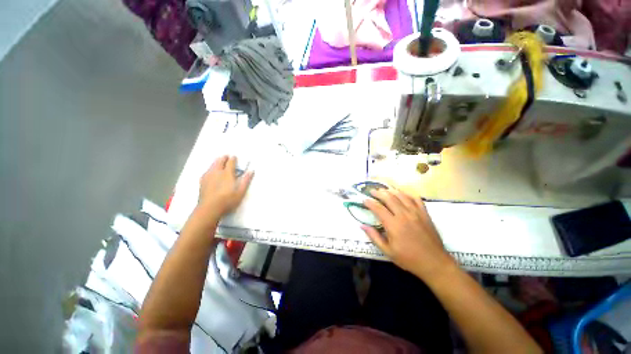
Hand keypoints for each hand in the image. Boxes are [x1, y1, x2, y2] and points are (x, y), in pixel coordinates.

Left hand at [197, 155, 253, 218]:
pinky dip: (210, 168)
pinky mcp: (202, 181)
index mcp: (227, 174)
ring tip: (219, 161)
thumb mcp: (240, 192)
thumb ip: (246, 180)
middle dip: (224, 158)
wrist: (209, 208)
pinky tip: (210, 172)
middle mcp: (217, 172)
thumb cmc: (227, 200)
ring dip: (216, 162)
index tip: (235, 156)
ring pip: (212, 165)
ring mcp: (208, 176)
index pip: (230, 163)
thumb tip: (251, 171)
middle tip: (226, 156)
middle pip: (220, 161)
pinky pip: (207, 171)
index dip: (233, 159)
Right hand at [362, 189, 454, 279]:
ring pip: (401, 196)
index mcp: (393, 225)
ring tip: (384, 190)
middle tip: (372, 191)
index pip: (378, 208)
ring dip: (391, 191)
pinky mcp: (425, 214)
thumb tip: (362, 225)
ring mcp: (416, 213)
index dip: (370, 203)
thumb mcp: (387, 251)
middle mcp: (404, 215)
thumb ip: (374, 237)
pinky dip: (408, 194)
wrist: (434, 262)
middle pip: (389, 198)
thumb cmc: (408, 258)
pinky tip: (402, 193)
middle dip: (379, 193)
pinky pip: (416, 199)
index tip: (364, 200)